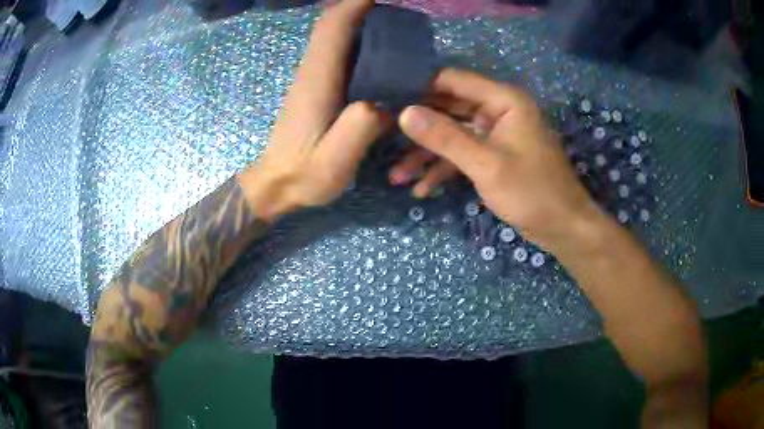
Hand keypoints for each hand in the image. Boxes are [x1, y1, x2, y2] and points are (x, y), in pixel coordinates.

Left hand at [238, 0, 388, 220]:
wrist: (276, 183)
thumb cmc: (304, 175)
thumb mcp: (334, 162)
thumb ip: (359, 129)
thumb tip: (383, 103)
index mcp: (318, 81)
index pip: (332, 28)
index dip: (355, 5)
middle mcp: (313, 71)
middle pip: (333, 25)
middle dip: (362, 9)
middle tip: (398, 13)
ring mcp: (313, 78)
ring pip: (335, 36)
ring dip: (360, 22)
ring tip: (397, 26)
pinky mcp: (316, 87)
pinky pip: (337, 52)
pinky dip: (357, 41)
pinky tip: (381, 53)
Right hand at [393, 68, 600, 249]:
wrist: (563, 228)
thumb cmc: (532, 192)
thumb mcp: (486, 165)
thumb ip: (445, 137)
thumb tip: (404, 113)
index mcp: (503, 100)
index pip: (453, 80)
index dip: (419, 86)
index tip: (385, 97)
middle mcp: (498, 110)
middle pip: (449, 108)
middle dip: (418, 127)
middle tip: (382, 135)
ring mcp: (495, 134)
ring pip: (452, 135)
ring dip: (426, 155)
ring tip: (396, 175)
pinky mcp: (493, 156)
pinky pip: (462, 155)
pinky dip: (443, 169)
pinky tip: (421, 188)